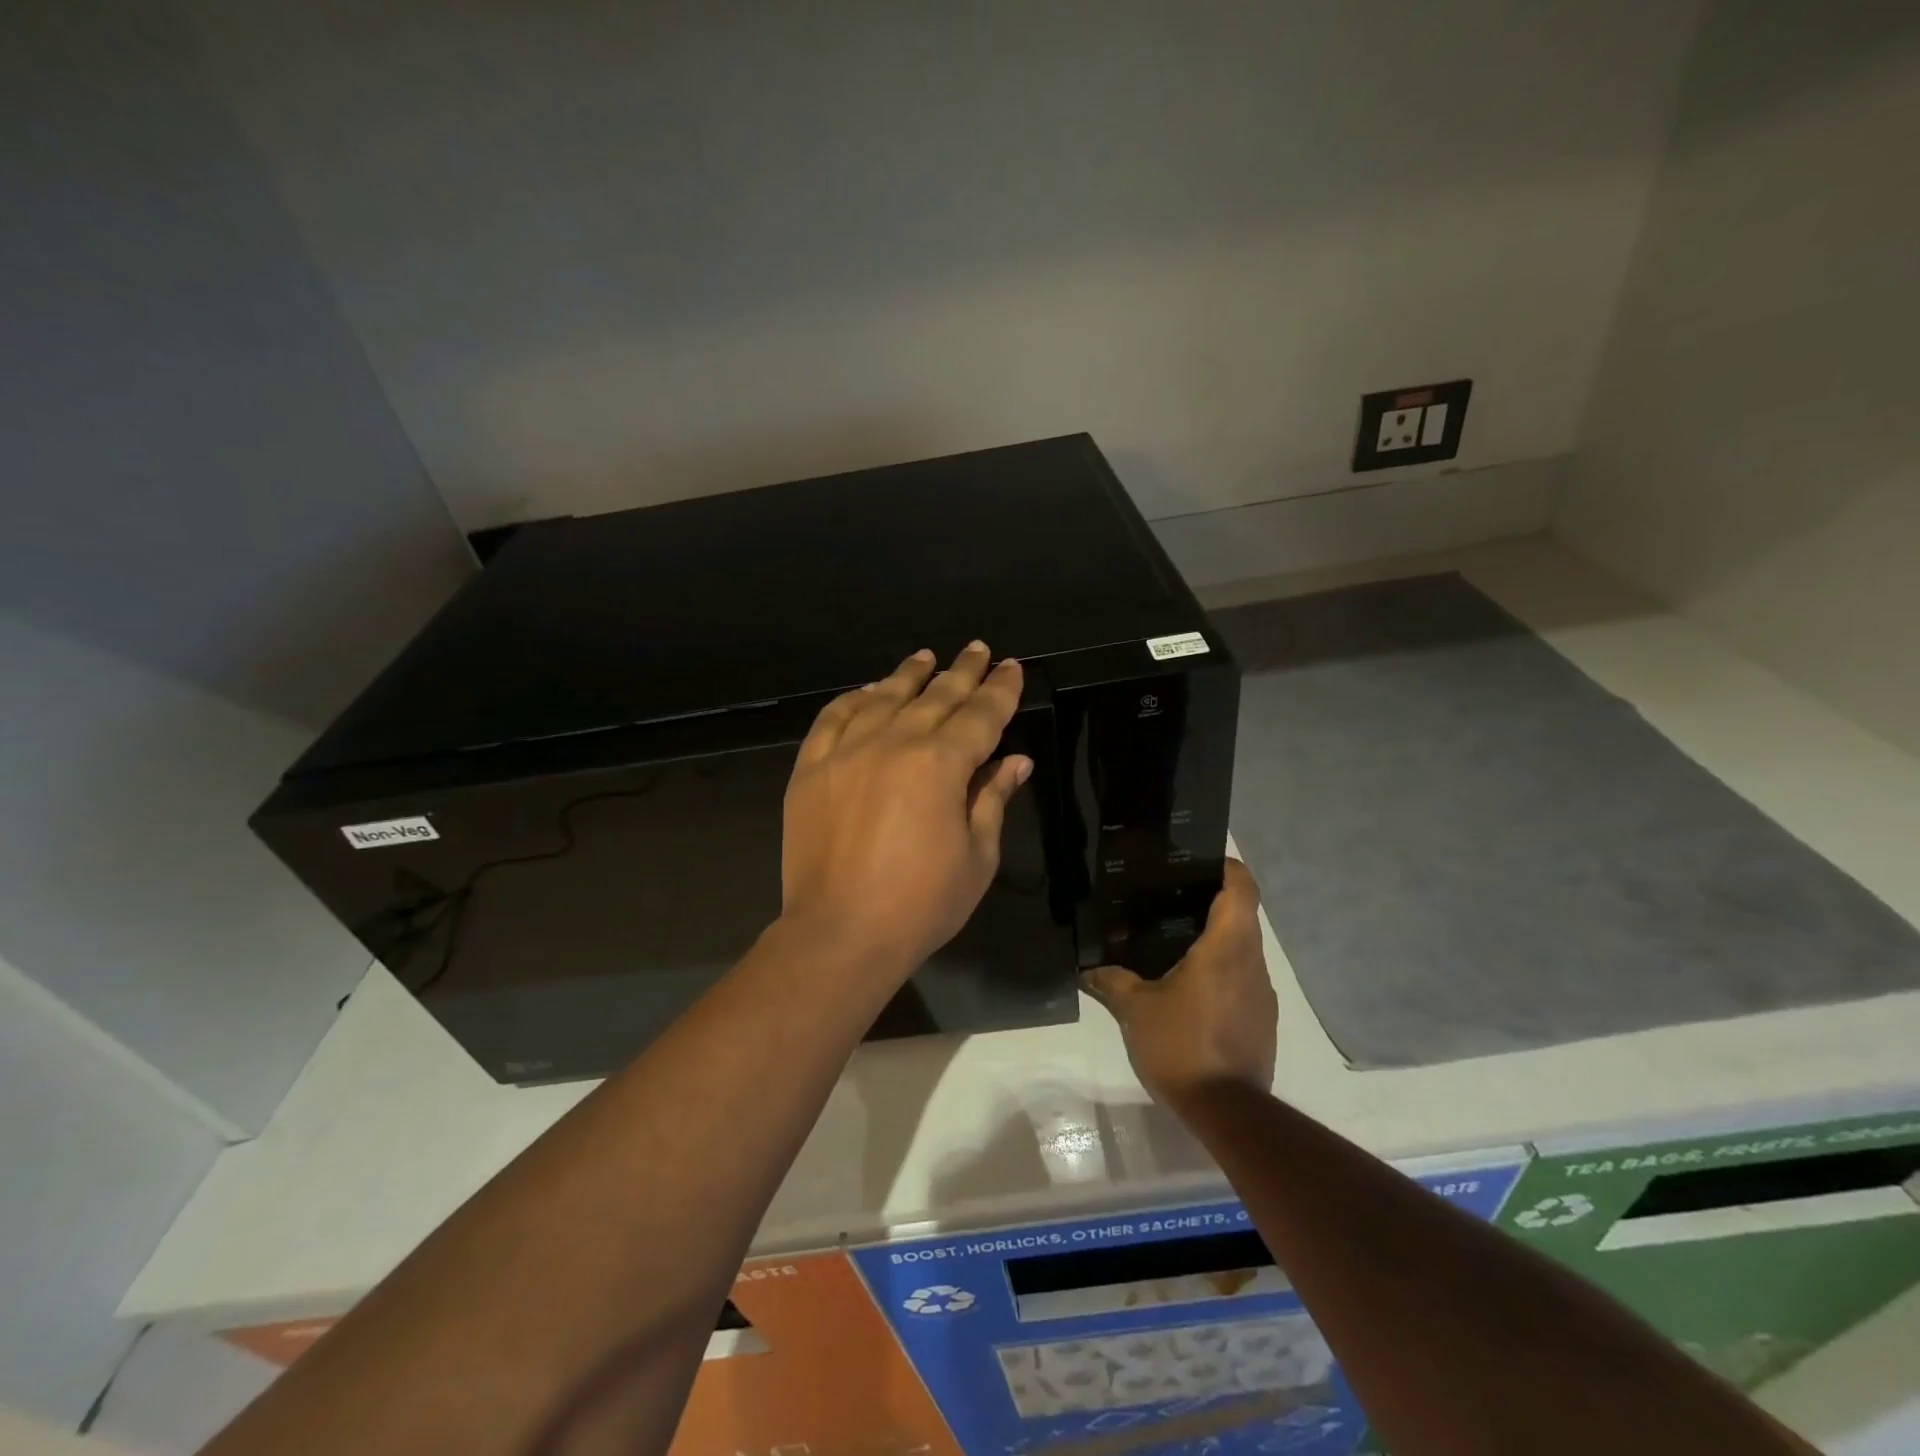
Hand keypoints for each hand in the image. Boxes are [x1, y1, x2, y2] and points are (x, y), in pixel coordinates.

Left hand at [781, 642, 1031, 977]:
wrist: (839, 933)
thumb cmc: (922, 904)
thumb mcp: (977, 856)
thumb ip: (993, 799)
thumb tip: (1016, 761)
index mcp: (941, 764)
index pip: (980, 714)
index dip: (1001, 689)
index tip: (1011, 666)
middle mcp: (894, 743)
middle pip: (936, 696)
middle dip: (962, 671)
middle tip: (978, 650)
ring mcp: (847, 752)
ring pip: (883, 697)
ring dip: (909, 675)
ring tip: (925, 658)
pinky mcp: (811, 769)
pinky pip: (832, 718)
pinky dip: (853, 700)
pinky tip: (866, 692)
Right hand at [1081, 859, 1276, 1105]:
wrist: (1229, 1111)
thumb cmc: (1182, 1045)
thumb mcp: (1135, 1009)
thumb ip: (1111, 982)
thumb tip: (1085, 969)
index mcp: (1227, 947)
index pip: (1242, 888)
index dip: (1226, 867)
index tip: (1199, 863)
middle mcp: (1252, 962)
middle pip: (1243, 915)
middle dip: (1212, 901)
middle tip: (1171, 899)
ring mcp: (1263, 993)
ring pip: (1244, 948)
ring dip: (1217, 939)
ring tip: (1176, 942)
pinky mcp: (1263, 1019)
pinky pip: (1244, 978)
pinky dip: (1223, 970)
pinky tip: (1191, 987)